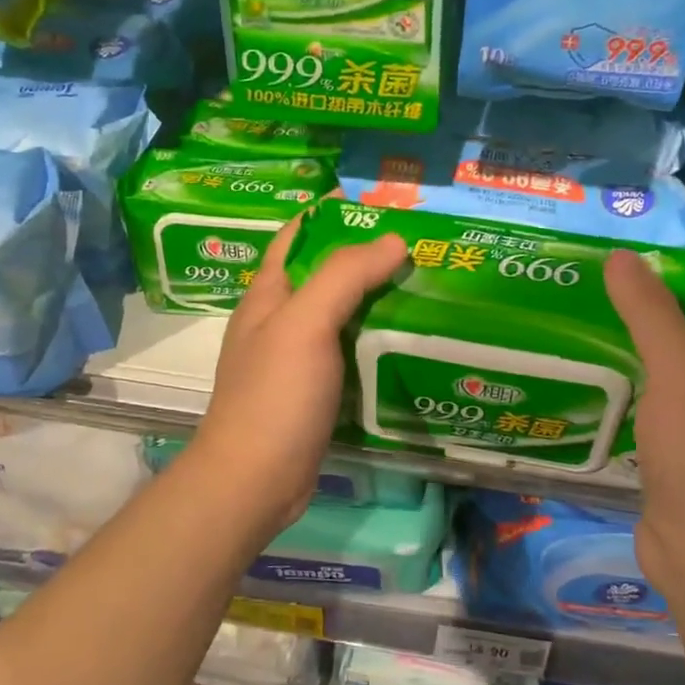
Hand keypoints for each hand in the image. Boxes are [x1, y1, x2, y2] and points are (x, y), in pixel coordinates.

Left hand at [187, 218, 406, 539]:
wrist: (254, 482)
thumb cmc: (274, 395)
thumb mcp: (304, 324)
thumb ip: (345, 276)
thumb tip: (394, 238)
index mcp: (271, 293)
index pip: (301, 234)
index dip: (336, 213)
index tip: (384, 203)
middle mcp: (283, 319)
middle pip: (329, 273)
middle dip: (370, 255)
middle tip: (423, 245)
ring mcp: (300, 357)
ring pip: (345, 313)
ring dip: (380, 298)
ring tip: (430, 285)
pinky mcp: (319, 389)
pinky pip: (354, 351)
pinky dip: (380, 339)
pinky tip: (414, 339)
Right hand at [603, 250, 684, 595]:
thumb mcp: (679, 374)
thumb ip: (652, 315)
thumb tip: (621, 256)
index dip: (680, 276)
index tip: (630, 257)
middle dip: (646, 309)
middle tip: (593, 286)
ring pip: (663, 372)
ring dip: (631, 348)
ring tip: (581, 322)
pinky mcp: (672, 454)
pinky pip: (647, 405)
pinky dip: (623, 387)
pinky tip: (588, 380)